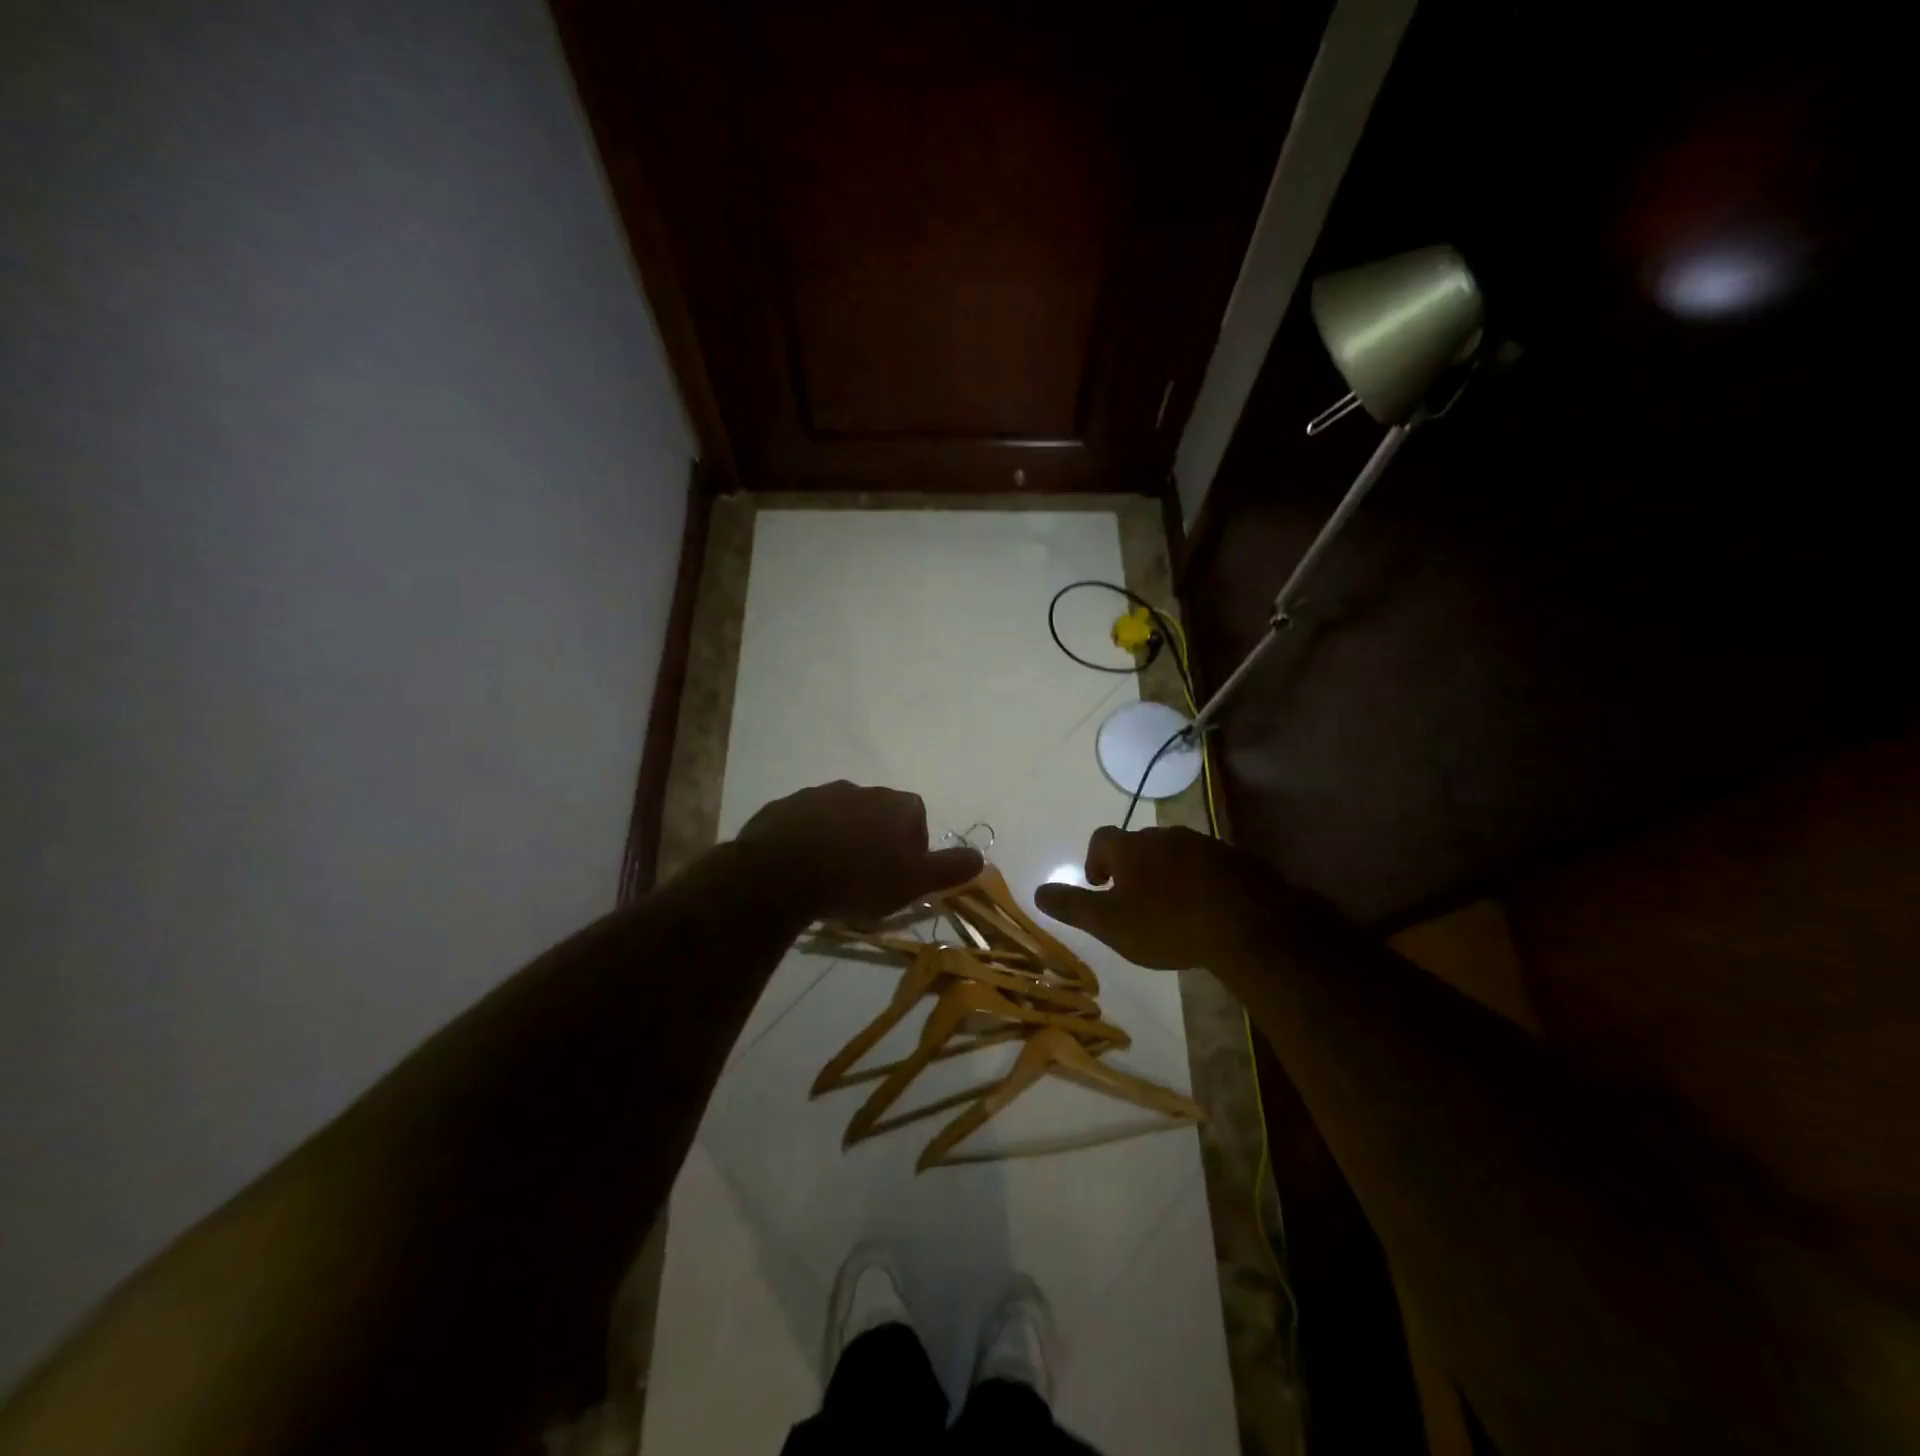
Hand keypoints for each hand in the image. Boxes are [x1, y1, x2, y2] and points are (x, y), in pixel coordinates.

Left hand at [736, 781, 982, 923]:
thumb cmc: (859, 878)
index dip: (911, 849)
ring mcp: (819, 794)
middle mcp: (862, 790)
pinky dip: (807, 841)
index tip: (897, 878)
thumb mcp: (913, 882)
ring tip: (830, 876)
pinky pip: (804, 824)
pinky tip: (801, 869)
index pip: (917, 820)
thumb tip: (981, 857)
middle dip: (875, 841)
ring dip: (840, 839)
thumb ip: (949, 869)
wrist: (783, 873)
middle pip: (878, 816)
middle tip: (864, 880)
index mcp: (898, 804)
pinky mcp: (785, 807)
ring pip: (840, 818)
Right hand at [1033, 825, 1297, 969]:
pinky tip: (1205, 907)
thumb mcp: (1109, 923)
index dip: (1095, 858)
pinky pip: (1207, 864)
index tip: (1099, 884)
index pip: (1102, 838)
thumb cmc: (1166, 924)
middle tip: (1134, 898)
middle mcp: (1164, 836)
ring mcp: (1203, 844)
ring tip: (1170, 905)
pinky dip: (1198, 879)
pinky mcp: (1235, 859)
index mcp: (1131, 848)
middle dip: (1132, 866)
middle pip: (1139, 843)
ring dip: (1166, 872)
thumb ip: (1072, 906)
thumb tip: (1037, 892)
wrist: (1246, 925)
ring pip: (1174, 852)